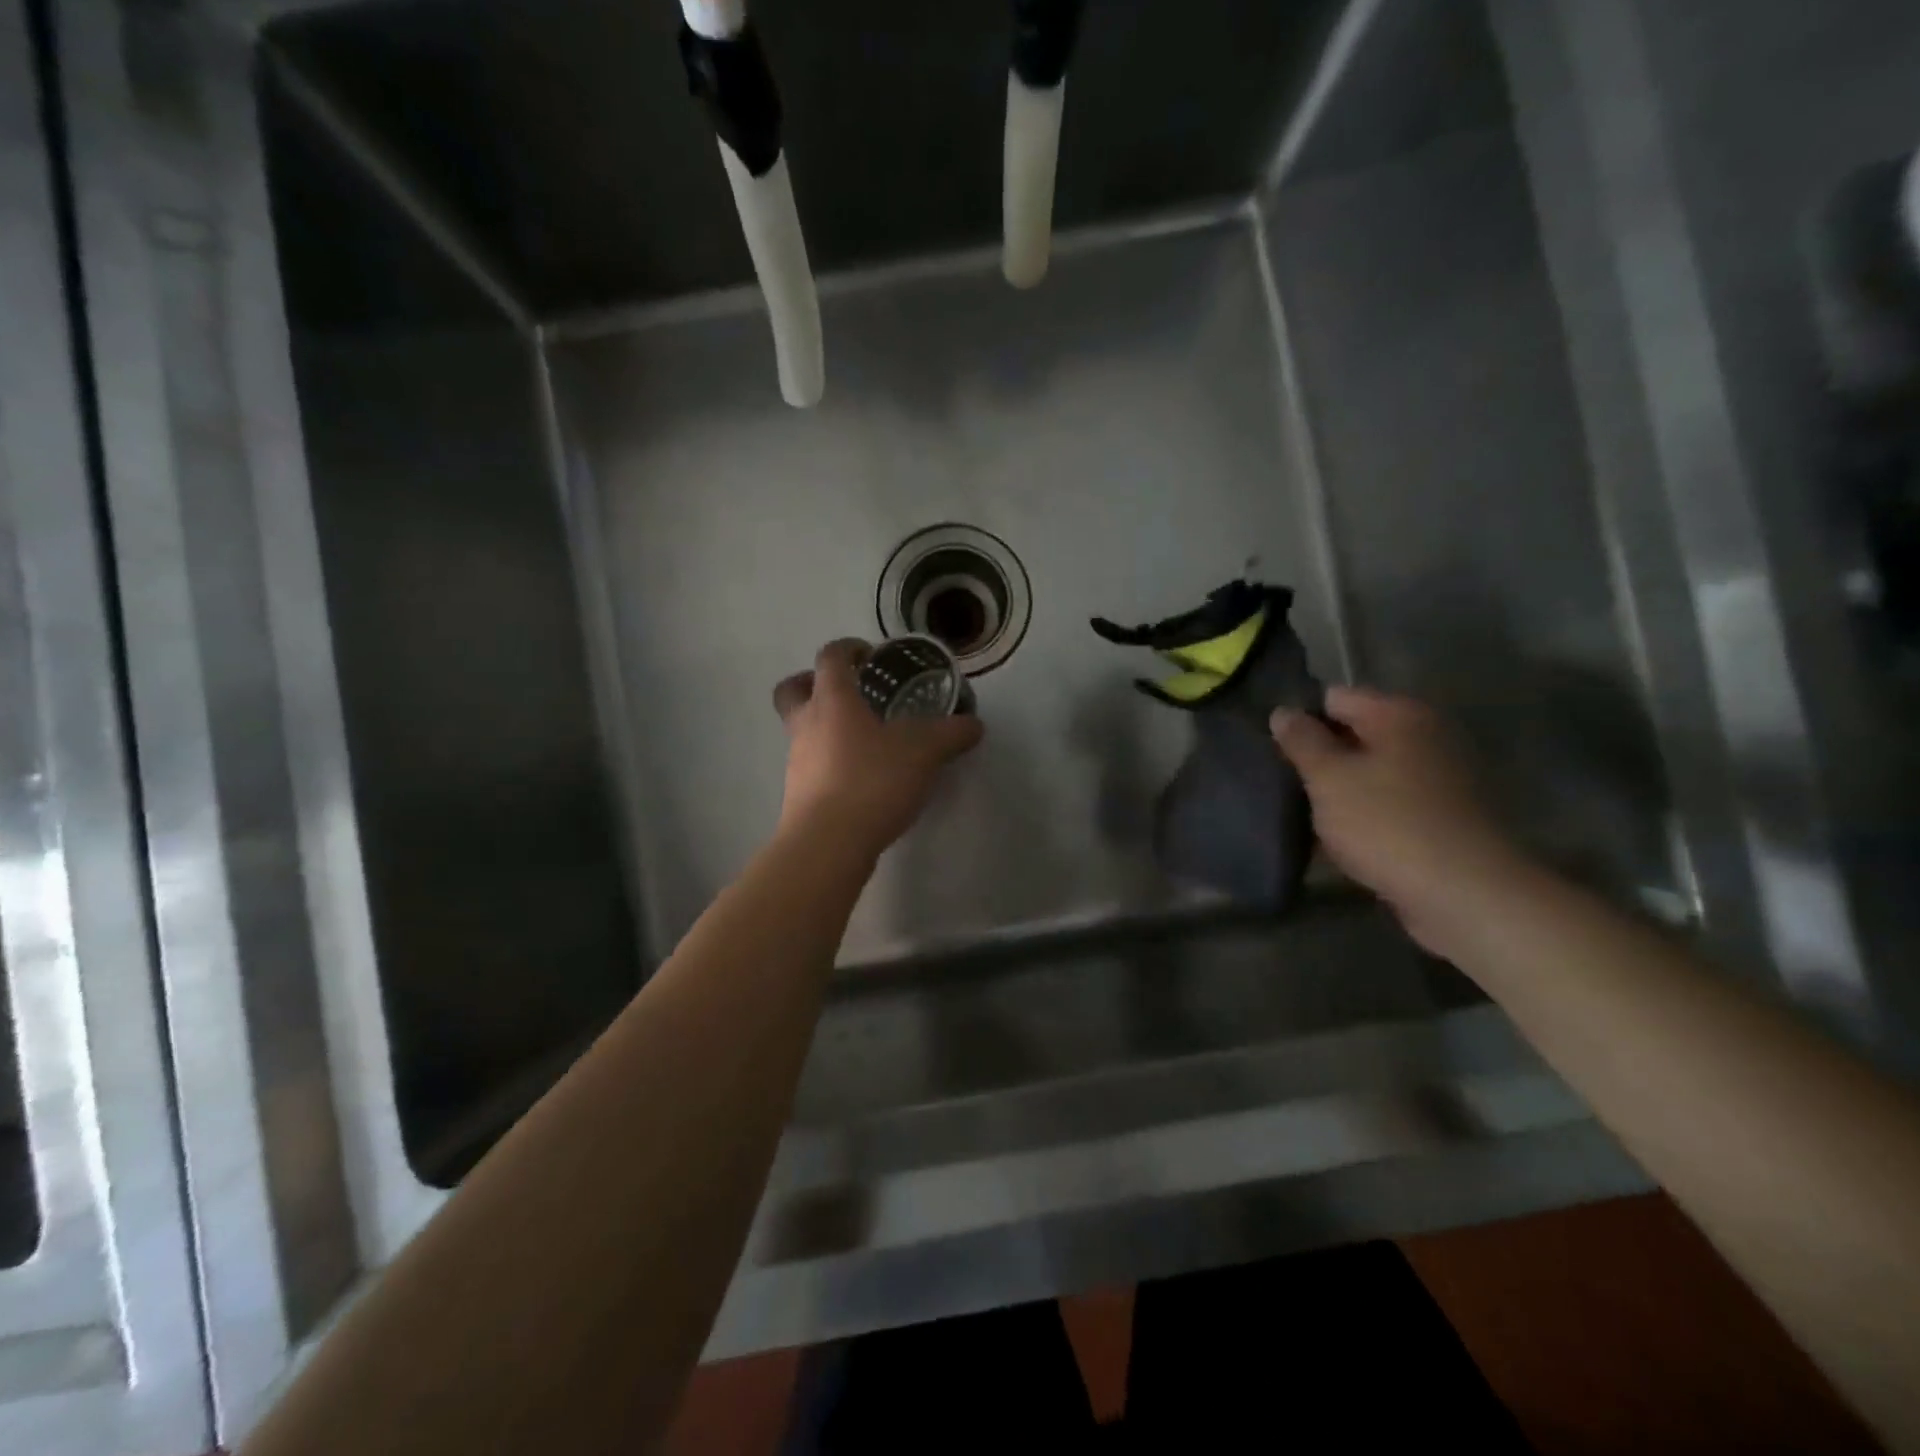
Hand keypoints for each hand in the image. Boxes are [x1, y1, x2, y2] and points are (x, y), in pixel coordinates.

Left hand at [772, 639, 983, 855]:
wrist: (828, 843)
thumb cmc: (872, 781)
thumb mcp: (924, 752)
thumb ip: (951, 734)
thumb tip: (974, 725)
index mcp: (832, 700)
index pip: (830, 657)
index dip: (848, 648)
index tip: (870, 655)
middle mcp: (806, 724)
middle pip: (793, 689)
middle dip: (813, 682)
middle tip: (847, 692)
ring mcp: (797, 761)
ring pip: (802, 730)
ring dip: (826, 727)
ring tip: (866, 742)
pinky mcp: (798, 795)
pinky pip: (812, 765)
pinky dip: (831, 763)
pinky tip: (862, 779)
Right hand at [1271, 687, 1529, 951]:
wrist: (1463, 893)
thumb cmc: (1386, 824)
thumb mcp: (1328, 778)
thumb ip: (1302, 741)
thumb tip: (1283, 711)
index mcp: (1399, 714)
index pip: (1334, 698)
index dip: (1300, 719)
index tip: (1273, 748)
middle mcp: (1426, 734)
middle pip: (1355, 733)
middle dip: (1320, 754)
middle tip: (1283, 780)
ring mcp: (1440, 775)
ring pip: (1371, 770)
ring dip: (1340, 786)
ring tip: (1305, 810)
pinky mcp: (1444, 814)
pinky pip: (1390, 800)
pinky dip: (1365, 811)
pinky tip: (1340, 835)